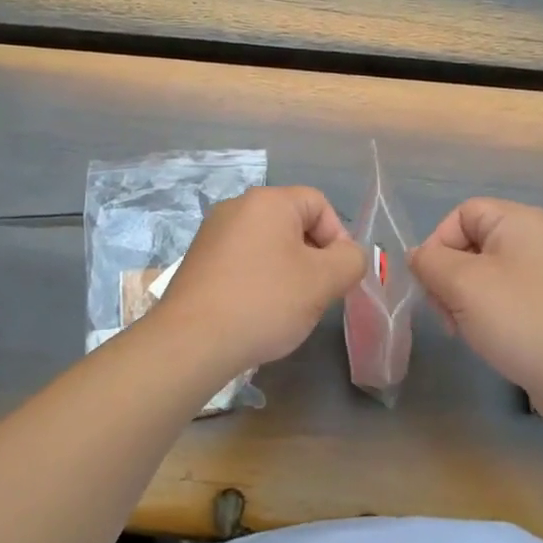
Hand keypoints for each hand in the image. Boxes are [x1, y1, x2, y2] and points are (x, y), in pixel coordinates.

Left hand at [150, 185, 366, 377]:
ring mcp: (213, 233)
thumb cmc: (264, 302)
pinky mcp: (198, 260)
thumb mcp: (324, 281)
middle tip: (316, 293)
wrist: (191, 341)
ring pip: (268, 244)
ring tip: (287, 306)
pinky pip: (243, 260)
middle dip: (313, 256)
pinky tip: (257, 311)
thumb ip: (351, 260)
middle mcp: (237, 207)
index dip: (338, 237)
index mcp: (268, 201)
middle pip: (292, 222)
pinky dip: (258, 279)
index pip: (319, 203)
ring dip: (287, 270)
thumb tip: (348, 255)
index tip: (338, 275)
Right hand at [410, 198, 542, 425]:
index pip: (463, 213)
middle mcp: (540, 238)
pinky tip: (485, 337)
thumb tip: (418, 256)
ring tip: (462, 329)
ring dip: (465, 297)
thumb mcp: (462, 284)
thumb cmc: (519, 318)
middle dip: (449, 275)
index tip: (429, 281)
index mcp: (522, 221)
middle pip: (475, 242)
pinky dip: (490, 310)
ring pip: (489, 272)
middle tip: (444, 311)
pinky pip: (510, 294)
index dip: (438, 242)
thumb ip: (430, 262)